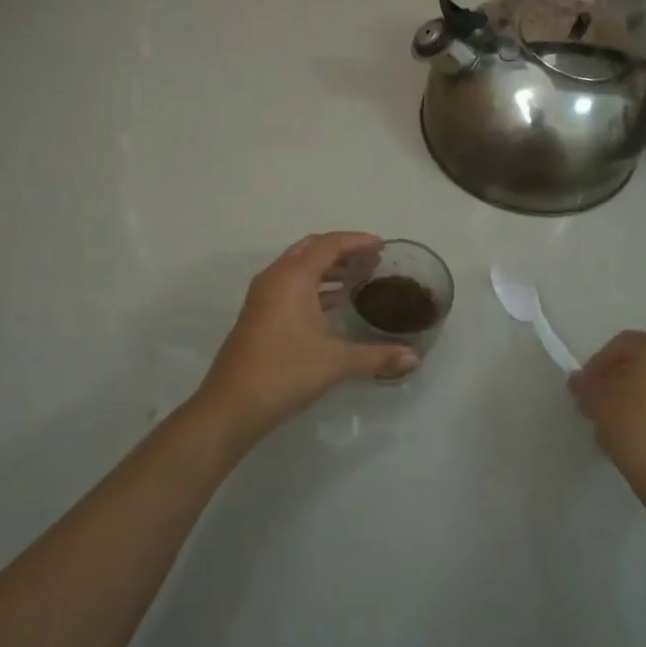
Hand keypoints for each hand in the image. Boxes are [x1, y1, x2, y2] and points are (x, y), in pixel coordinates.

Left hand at [192, 232, 417, 447]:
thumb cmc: (285, 373)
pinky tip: (334, 302)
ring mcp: (263, 295)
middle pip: (312, 248)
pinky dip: (313, 285)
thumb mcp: (336, 363)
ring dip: (327, 267)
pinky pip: (290, 284)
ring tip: (358, 277)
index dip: (357, 241)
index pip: (329, 245)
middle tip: (371, 260)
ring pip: (299, 266)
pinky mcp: (259, 313)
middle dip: (342, 250)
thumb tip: (414, 358)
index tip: (382, 245)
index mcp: (293, 277)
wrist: (231, 405)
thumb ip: (377, 357)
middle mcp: (276, 277)